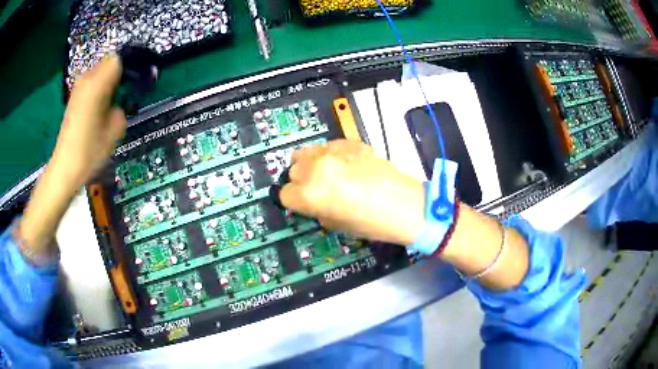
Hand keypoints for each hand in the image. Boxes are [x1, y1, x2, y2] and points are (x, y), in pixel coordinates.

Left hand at [51, 56, 125, 186]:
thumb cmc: (90, 151)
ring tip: (114, 100)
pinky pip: (93, 82)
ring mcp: (79, 87)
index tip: (138, 80)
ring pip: (101, 71)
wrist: (65, 168)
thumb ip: (123, 106)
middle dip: (121, 72)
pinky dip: (101, 87)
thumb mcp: (116, 128)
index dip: (132, 65)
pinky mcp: (75, 97)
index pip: (119, 59)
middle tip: (128, 91)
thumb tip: (122, 99)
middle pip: (110, 62)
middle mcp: (87, 79)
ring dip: (111, 80)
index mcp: (97, 83)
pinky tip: (102, 105)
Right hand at [280, 140, 425, 244]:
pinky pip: (328, 147)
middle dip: (301, 182)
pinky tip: (346, 166)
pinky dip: (330, 156)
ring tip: (327, 174)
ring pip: (305, 152)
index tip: (304, 204)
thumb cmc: (372, 223)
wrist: (406, 205)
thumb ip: (316, 209)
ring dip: (310, 164)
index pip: (285, 194)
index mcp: (310, 193)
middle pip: (293, 170)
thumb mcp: (335, 224)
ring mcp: (332, 151)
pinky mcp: (348, 142)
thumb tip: (311, 201)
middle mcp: (315, 168)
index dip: (295, 202)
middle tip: (317, 190)